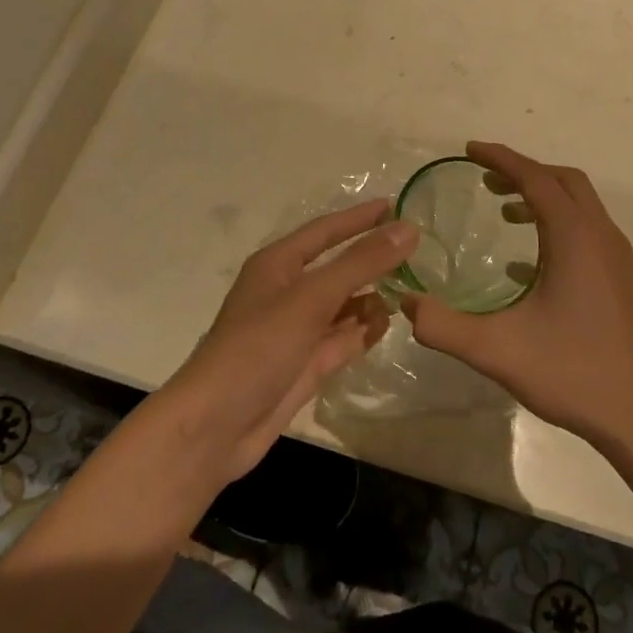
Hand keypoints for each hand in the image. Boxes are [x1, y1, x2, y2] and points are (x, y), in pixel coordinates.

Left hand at [158, 201, 413, 484]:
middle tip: (416, 251)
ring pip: (344, 304)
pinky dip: (365, 330)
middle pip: (337, 267)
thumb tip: (408, 229)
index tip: (395, 206)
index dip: (359, 218)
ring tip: (412, 288)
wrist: (215, 426)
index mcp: (278, 265)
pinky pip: (344, 338)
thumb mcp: (312, 298)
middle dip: (372, 260)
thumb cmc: (258, 347)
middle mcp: (288, 292)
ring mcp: (298, 331)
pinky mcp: (307, 364)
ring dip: (373, 296)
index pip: (325, 231)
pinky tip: (390, 323)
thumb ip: (361, 263)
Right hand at [400, 143, 632, 452]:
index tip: (470, 149)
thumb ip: (444, 326)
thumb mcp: (498, 351)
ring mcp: (619, 261)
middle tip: (486, 180)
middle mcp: (602, 237)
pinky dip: (558, 229)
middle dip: (524, 172)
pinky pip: (589, 235)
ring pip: (582, 208)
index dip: (501, 159)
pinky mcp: (624, 284)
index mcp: (575, 238)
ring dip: (544, 199)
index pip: (535, 179)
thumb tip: (406, 303)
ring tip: (506, 214)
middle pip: (564, 182)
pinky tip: (529, 267)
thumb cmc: (573, 373)